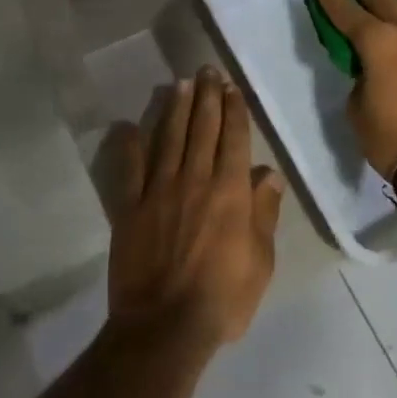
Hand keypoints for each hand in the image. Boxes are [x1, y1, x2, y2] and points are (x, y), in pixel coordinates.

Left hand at [107, 66, 285, 351]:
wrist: (165, 327)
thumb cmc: (223, 297)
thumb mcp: (261, 261)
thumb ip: (264, 213)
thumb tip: (269, 175)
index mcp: (230, 191)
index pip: (233, 138)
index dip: (233, 109)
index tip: (230, 87)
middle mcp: (195, 180)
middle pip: (202, 128)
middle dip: (206, 96)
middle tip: (205, 69)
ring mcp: (159, 191)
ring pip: (169, 138)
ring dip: (175, 109)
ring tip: (179, 83)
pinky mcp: (130, 208)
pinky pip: (129, 169)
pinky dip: (128, 146)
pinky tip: (127, 126)